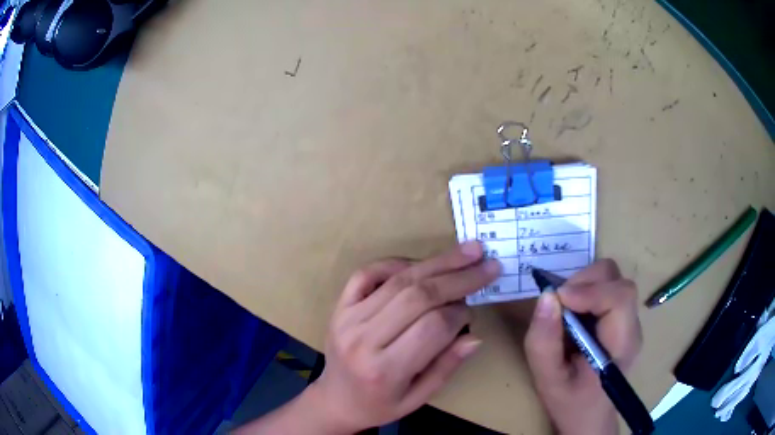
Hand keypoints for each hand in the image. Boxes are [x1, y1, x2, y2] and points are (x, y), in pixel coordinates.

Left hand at [310, 241, 500, 433]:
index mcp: (384, 370)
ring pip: (398, 280)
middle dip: (459, 277)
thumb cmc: (379, 405)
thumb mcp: (418, 398)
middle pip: (418, 296)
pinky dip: (395, 262)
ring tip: (467, 252)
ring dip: (437, 263)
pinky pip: (367, 273)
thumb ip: (446, 367)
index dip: (460, 313)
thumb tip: (475, 336)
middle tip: (487, 263)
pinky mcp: (339, 306)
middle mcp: (363, 339)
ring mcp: (347, 318)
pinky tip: (420, 263)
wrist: (335, 400)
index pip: (433, 327)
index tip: (474, 309)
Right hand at [524, 260, 642, 434]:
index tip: (558, 299)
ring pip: (614, 280)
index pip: (620, 297)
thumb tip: (546, 297)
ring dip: (585, 285)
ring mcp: (630, 322)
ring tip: (565, 309)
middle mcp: (632, 327)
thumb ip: (544, 342)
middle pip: (619, 281)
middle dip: (586, 282)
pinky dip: (587, 292)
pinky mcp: (622, 320)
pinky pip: (608, 290)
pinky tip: (574, 315)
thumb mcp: (548, 380)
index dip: (590, 290)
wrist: (590, 418)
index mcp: (621, 345)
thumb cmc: (570, 404)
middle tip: (559, 302)